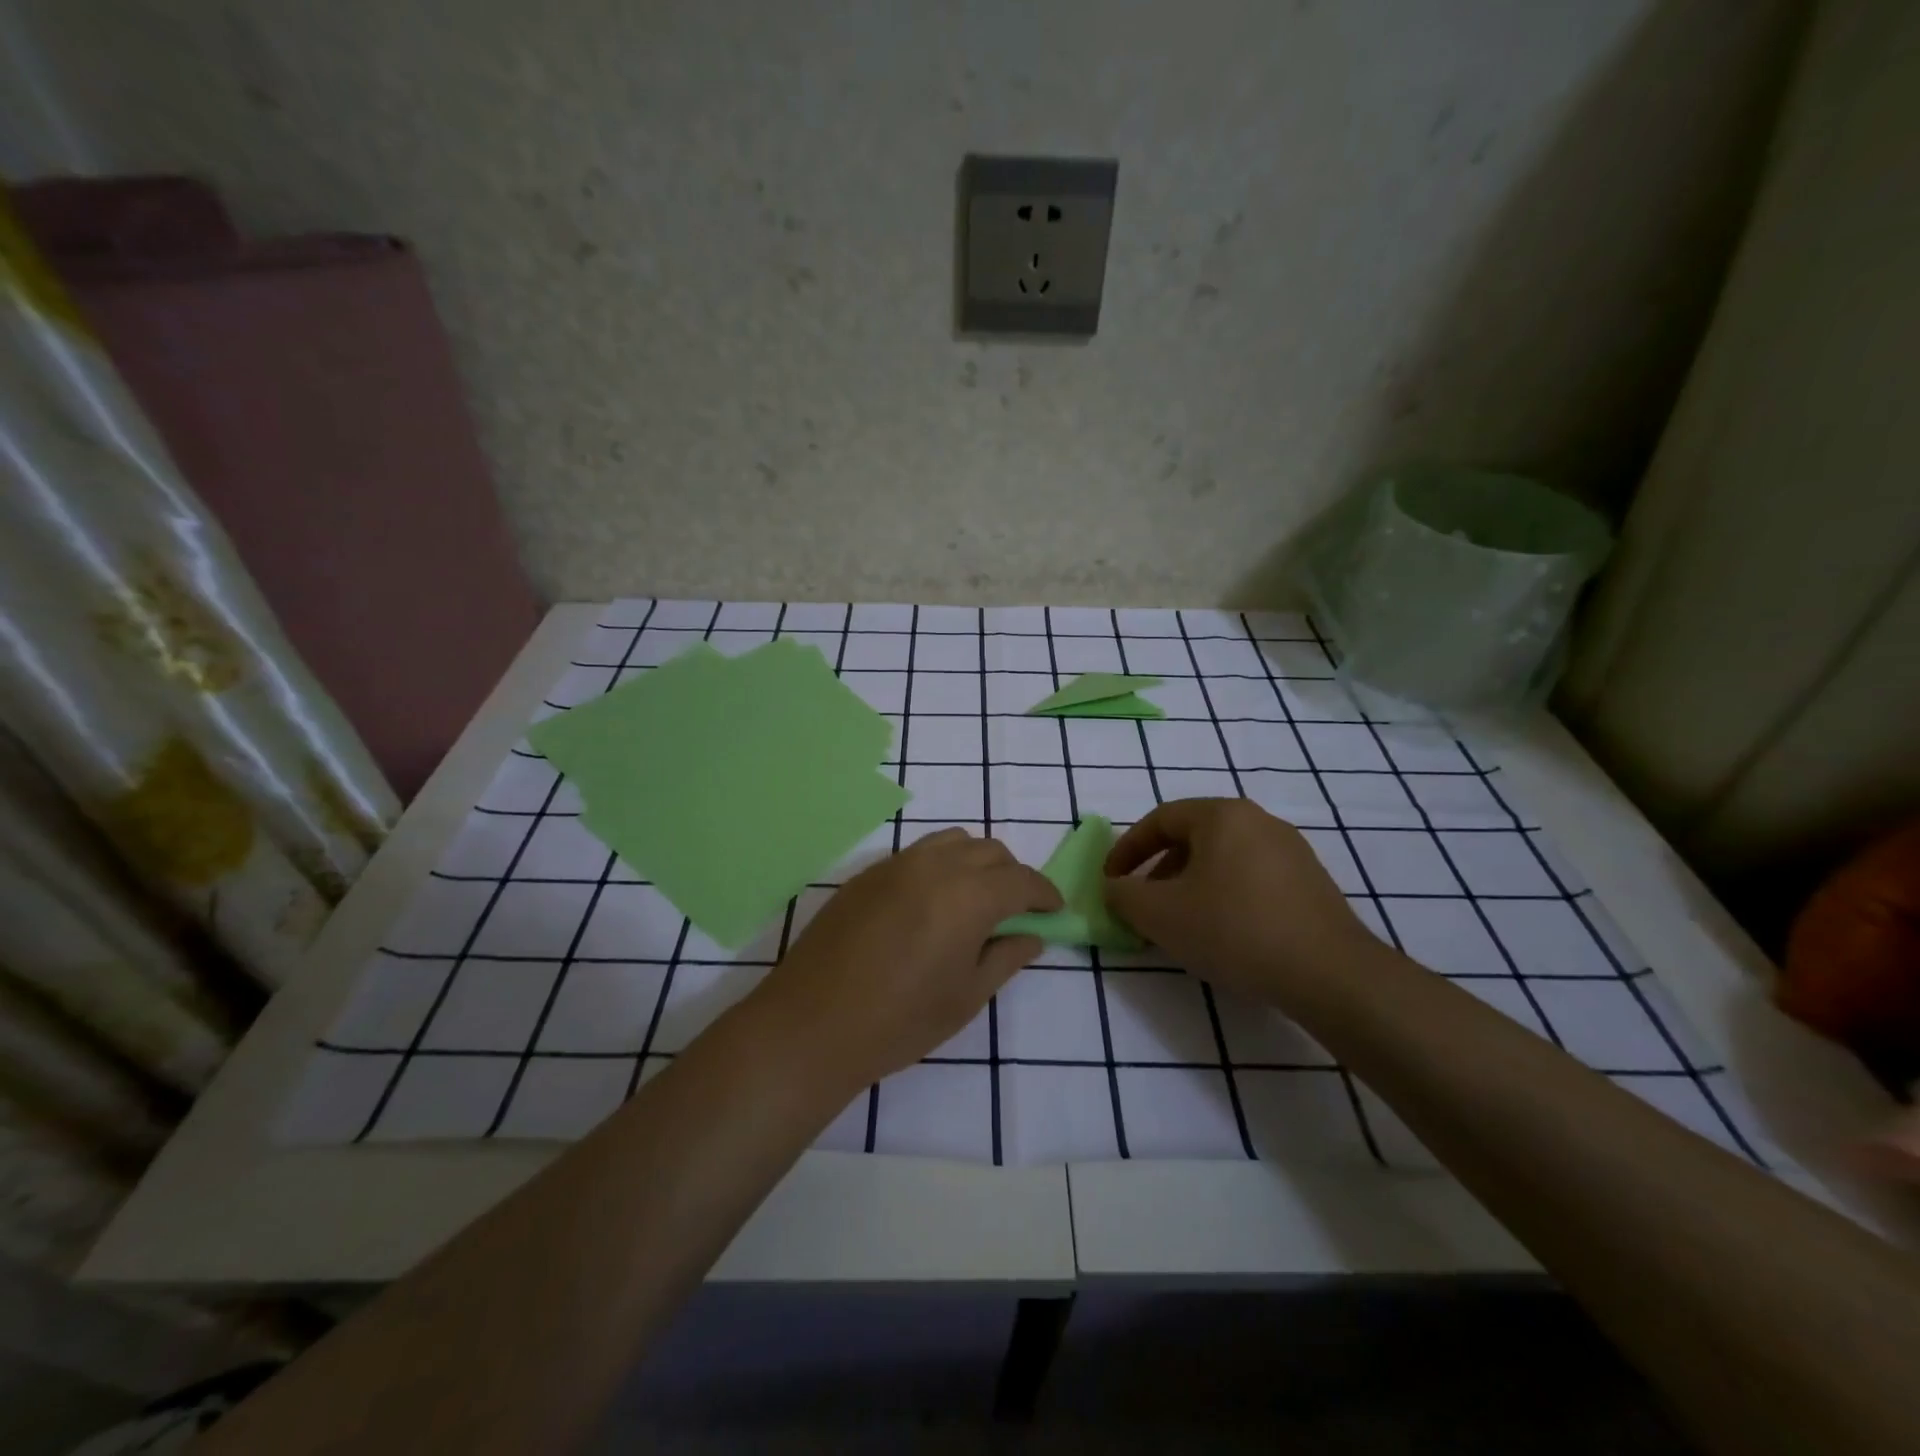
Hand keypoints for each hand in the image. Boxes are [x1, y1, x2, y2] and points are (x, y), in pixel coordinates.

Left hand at [756, 829, 1060, 1089]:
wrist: (813, 1023)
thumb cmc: (900, 1020)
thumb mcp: (966, 997)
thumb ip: (1005, 958)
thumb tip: (1031, 936)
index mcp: (968, 896)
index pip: (1021, 880)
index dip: (1044, 894)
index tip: (1053, 912)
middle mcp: (935, 866)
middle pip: (990, 851)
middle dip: (1012, 876)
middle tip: (1014, 912)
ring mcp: (896, 864)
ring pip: (952, 842)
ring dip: (975, 863)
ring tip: (973, 901)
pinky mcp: (867, 874)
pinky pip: (917, 854)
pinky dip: (940, 866)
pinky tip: (930, 905)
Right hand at [1103, 798, 1375, 1005]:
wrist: (1331, 974)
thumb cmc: (1234, 930)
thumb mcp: (1160, 914)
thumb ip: (1123, 895)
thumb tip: (1114, 888)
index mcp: (1222, 815)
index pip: (1159, 819)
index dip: (1127, 850)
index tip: (1112, 882)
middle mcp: (1258, 821)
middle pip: (1192, 838)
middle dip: (1159, 871)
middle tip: (1144, 906)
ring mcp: (1291, 851)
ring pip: (1222, 860)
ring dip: (1190, 886)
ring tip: (1181, 925)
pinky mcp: (1311, 883)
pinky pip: (1251, 878)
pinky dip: (1224, 897)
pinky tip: (1224, 935)